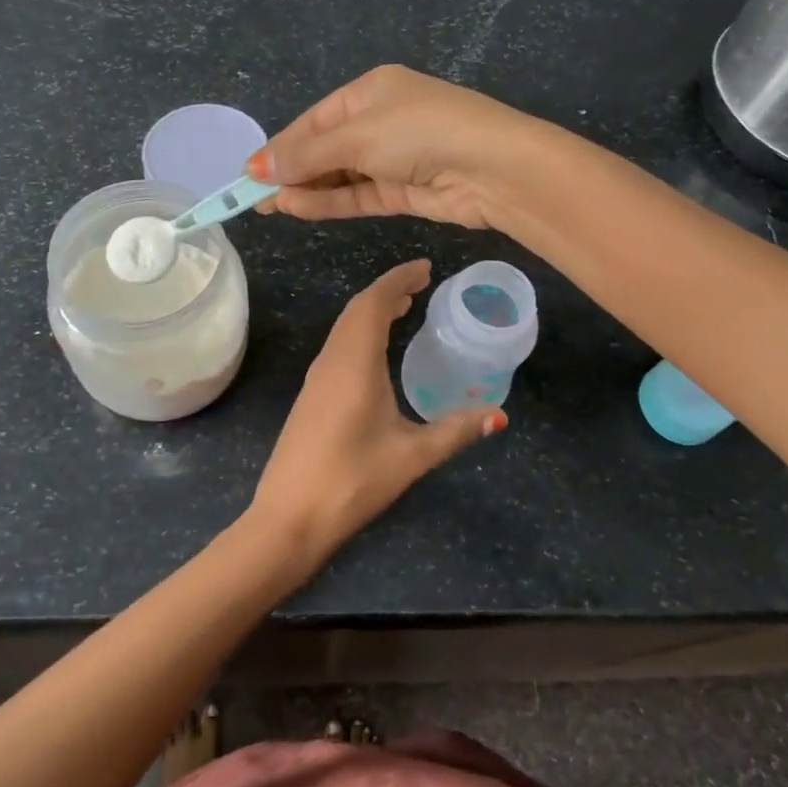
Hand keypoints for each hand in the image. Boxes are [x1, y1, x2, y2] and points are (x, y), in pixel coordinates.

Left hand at [246, 259, 504, 577]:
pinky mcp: (311, 396)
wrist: (288, 518)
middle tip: (422, 284)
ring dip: (372, 310)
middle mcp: (331, 361)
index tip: (426, 268)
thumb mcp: (412, 456)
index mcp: (354, 364)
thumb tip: (499, 416)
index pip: (374, 303)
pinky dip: (361, 331)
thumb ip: (456, 431)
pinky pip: (338, 346)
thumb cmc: (352, 482)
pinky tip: (377, 349)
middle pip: (357, 310)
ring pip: (344, 327)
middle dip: (389, 290)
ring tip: (405, 307)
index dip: (399, 280)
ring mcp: (316, 379)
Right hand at [248, 65, 546, 228]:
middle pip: (326, 147)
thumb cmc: (420, 131)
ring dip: (307, 189)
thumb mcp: (357, 135)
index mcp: (372, 90)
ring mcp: (394, 158)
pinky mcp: (405, 190)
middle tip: (253, 196)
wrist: (493, 168)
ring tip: (270, 206)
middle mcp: (382, 121)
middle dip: (291, 170)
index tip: (250, 172)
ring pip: (340, 175)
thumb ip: (307, 154)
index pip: (316, 119)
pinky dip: (330, 202)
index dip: (283, 145)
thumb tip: (257, 167)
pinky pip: (358, 195)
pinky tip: (298, 209)